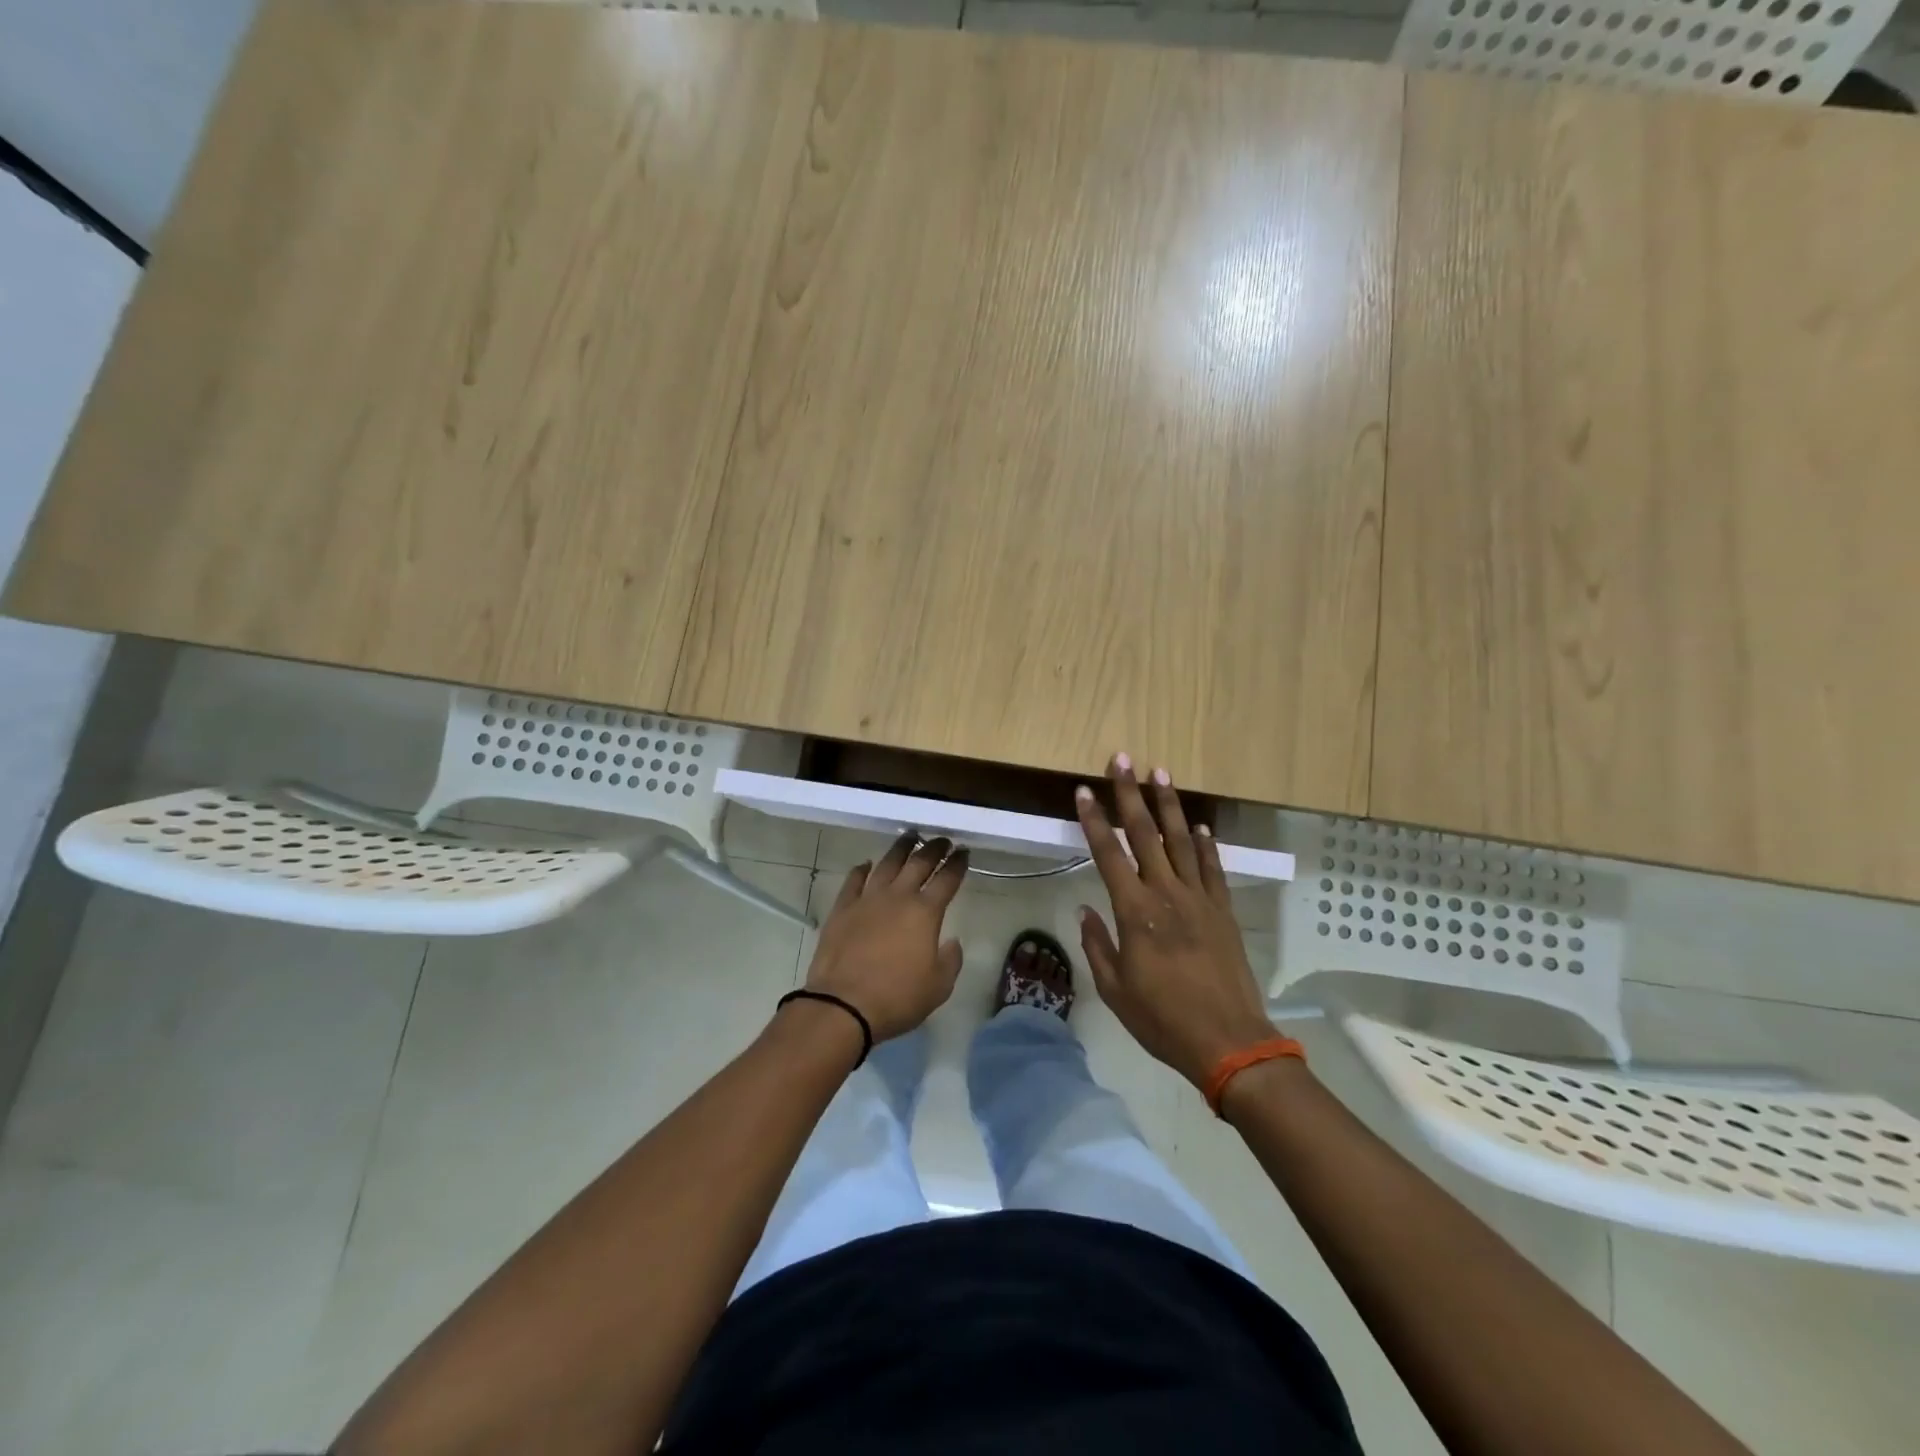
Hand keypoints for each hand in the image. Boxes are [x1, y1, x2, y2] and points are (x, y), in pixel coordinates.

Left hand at [802, 833, 969, 1041]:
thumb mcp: (939, 987)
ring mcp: (867, 900)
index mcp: (925, 913)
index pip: (947, 880)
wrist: (843, 1005)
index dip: (958, 864)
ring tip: (909, 837)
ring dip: (900, 848)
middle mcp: (897, 897)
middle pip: (918, 863)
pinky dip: (861, 869)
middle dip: (933, 848)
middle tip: (942, 839)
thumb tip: (951, 942)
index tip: (964, 852)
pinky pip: (854, 880)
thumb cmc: (897, 998)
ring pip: (886, 864)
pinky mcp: (842, 909)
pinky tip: (866, 864)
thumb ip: (950, 960)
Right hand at [1074, 755, 1274, 1089]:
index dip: (1094, 820)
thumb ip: (1097, 944)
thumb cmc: (1162, 1019)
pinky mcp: (1223, 911)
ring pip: (1181, 841)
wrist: (1228, 1041)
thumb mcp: (1115, 989)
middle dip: (1130, 794)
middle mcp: (1166, 894)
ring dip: (1168, 805)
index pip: (1108, 854)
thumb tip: (1087, 908)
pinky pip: (1212, 868)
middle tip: (1122, 759)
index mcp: (1134, 912)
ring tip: (1160, 773)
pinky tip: (1199, 825)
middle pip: (1144, 834)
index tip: (1084, 791)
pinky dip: (1205, 844)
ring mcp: (1199, 899)